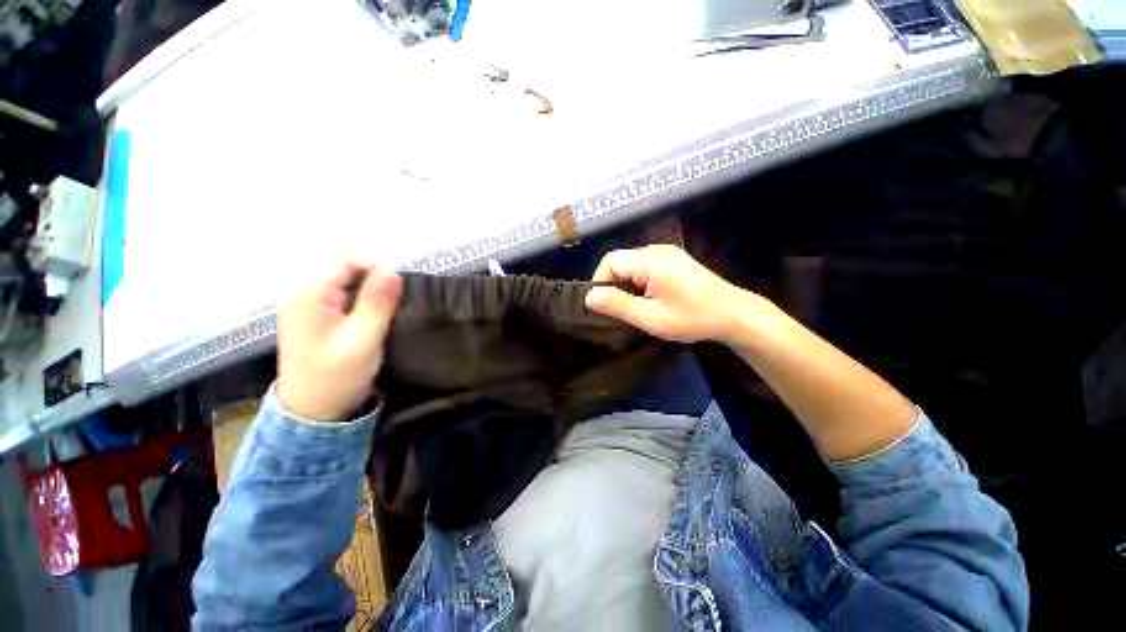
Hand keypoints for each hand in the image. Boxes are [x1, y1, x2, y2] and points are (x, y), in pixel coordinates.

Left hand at [276, 262, 402, 420]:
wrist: (313, 411)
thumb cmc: (336, 377)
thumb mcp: (363, 340)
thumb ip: (377, 303)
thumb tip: (394, 270)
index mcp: (308, 295)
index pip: (342, 258)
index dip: (373, 264)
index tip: (397, 285)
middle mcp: (304, 292)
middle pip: (342, 264)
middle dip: (372, 275)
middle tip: (394, 298)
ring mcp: (309, 303)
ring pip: (345, 277)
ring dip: (370, 286)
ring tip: (387, 306)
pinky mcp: (318, 314)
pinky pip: (344, 292)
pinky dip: (363, 296)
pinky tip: (375, 312)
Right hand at [585, 245, 750, 343]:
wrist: (735, 315)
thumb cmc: (692, 318)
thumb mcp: (651, 317)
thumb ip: (618, 305)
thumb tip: (589, 296)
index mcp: (651, 260)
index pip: (611, 261)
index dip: (600, 282)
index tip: (602, 306)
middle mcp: (658, 250)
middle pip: (621, 261)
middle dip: (613, 284)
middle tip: (617, 309)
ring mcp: (668, 253)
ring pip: (632, 264)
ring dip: (626, 284)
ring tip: (632, 306)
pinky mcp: (674, 260)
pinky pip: (645, 266)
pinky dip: (638, 282)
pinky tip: (647, 298)